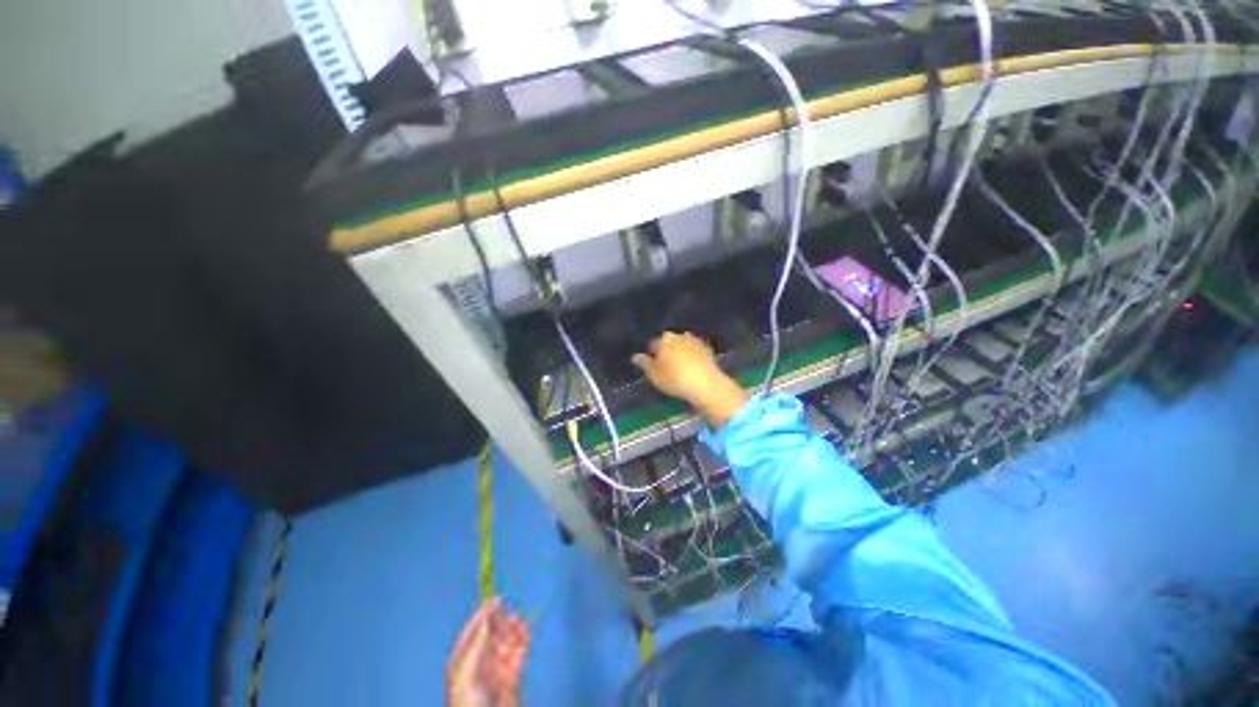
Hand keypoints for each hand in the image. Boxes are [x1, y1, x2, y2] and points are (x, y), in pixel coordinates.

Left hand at [446, 598, 530, 706]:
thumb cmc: (466, 701)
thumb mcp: (464, 672)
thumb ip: (475, 643)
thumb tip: (486, 616)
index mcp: (463, 660)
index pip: (473, 631)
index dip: (483, 614)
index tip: (497, 599)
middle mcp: (479, 662)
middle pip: (492, 634)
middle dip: (501, 622)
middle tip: (511, 615)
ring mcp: (497, 668)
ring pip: (507, 641)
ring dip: (514, 629)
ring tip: (520, 622)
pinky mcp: (513, 675)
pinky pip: (519, 652)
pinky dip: (524, 639)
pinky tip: (527, 630)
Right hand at [632, 331, 746, 427]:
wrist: (707, 384)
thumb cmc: (675, 379)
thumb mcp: (654, 375)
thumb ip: (644, 364)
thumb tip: (635, 356)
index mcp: (664, 339)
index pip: (653, 344)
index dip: (652, 356)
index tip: (653, 367)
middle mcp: (679, 335)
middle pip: (669, 342)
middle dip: (667, 351)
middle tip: (666, 368)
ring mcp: (695, 341)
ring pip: (682, 346)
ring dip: (680, 353)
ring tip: (679, 369)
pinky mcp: (708, 349)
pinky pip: (695, 352)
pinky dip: (692, 357)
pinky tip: (692, 369)